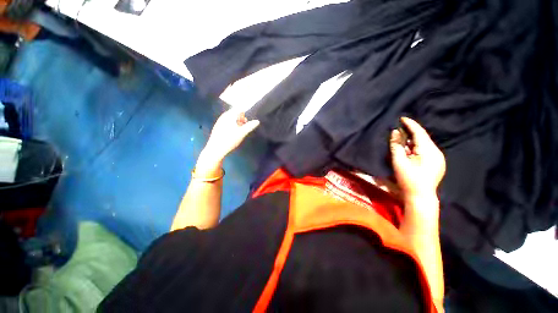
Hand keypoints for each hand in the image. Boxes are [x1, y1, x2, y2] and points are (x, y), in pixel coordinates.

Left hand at [197, 109, 259, 172]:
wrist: (215, 150)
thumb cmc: (230, 140)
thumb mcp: (242, 133)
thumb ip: (250, 126)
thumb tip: (257, 121)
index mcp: (229, 115)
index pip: (239, 108)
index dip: (246, 111)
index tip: (249, 118)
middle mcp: (223, 116)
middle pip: (235, 113)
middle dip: (242, 118)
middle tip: (245, 125)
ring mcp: (219, 122)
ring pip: (231, 118)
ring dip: (237, 122)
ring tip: (240, 130)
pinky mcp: (218, 127)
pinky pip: (227, 123)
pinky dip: (232, 125)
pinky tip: (234, 133)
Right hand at [390, 117, 444, 202]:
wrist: (420, 196)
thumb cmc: (408, 178)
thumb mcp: (399, 161)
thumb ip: (396, 145)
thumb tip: (394, 132)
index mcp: (429, 150)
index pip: (419, 132)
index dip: (410, 124)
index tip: (402, 118)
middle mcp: (437, 152)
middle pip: (423, 138)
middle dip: (410, 134)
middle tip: (398, 132)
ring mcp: (439, 159)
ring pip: (424, 145)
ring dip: (413, 142)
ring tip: (402, 143)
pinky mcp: (437, 164)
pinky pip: (426, 151)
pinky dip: (417, 148)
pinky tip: (410, 153)